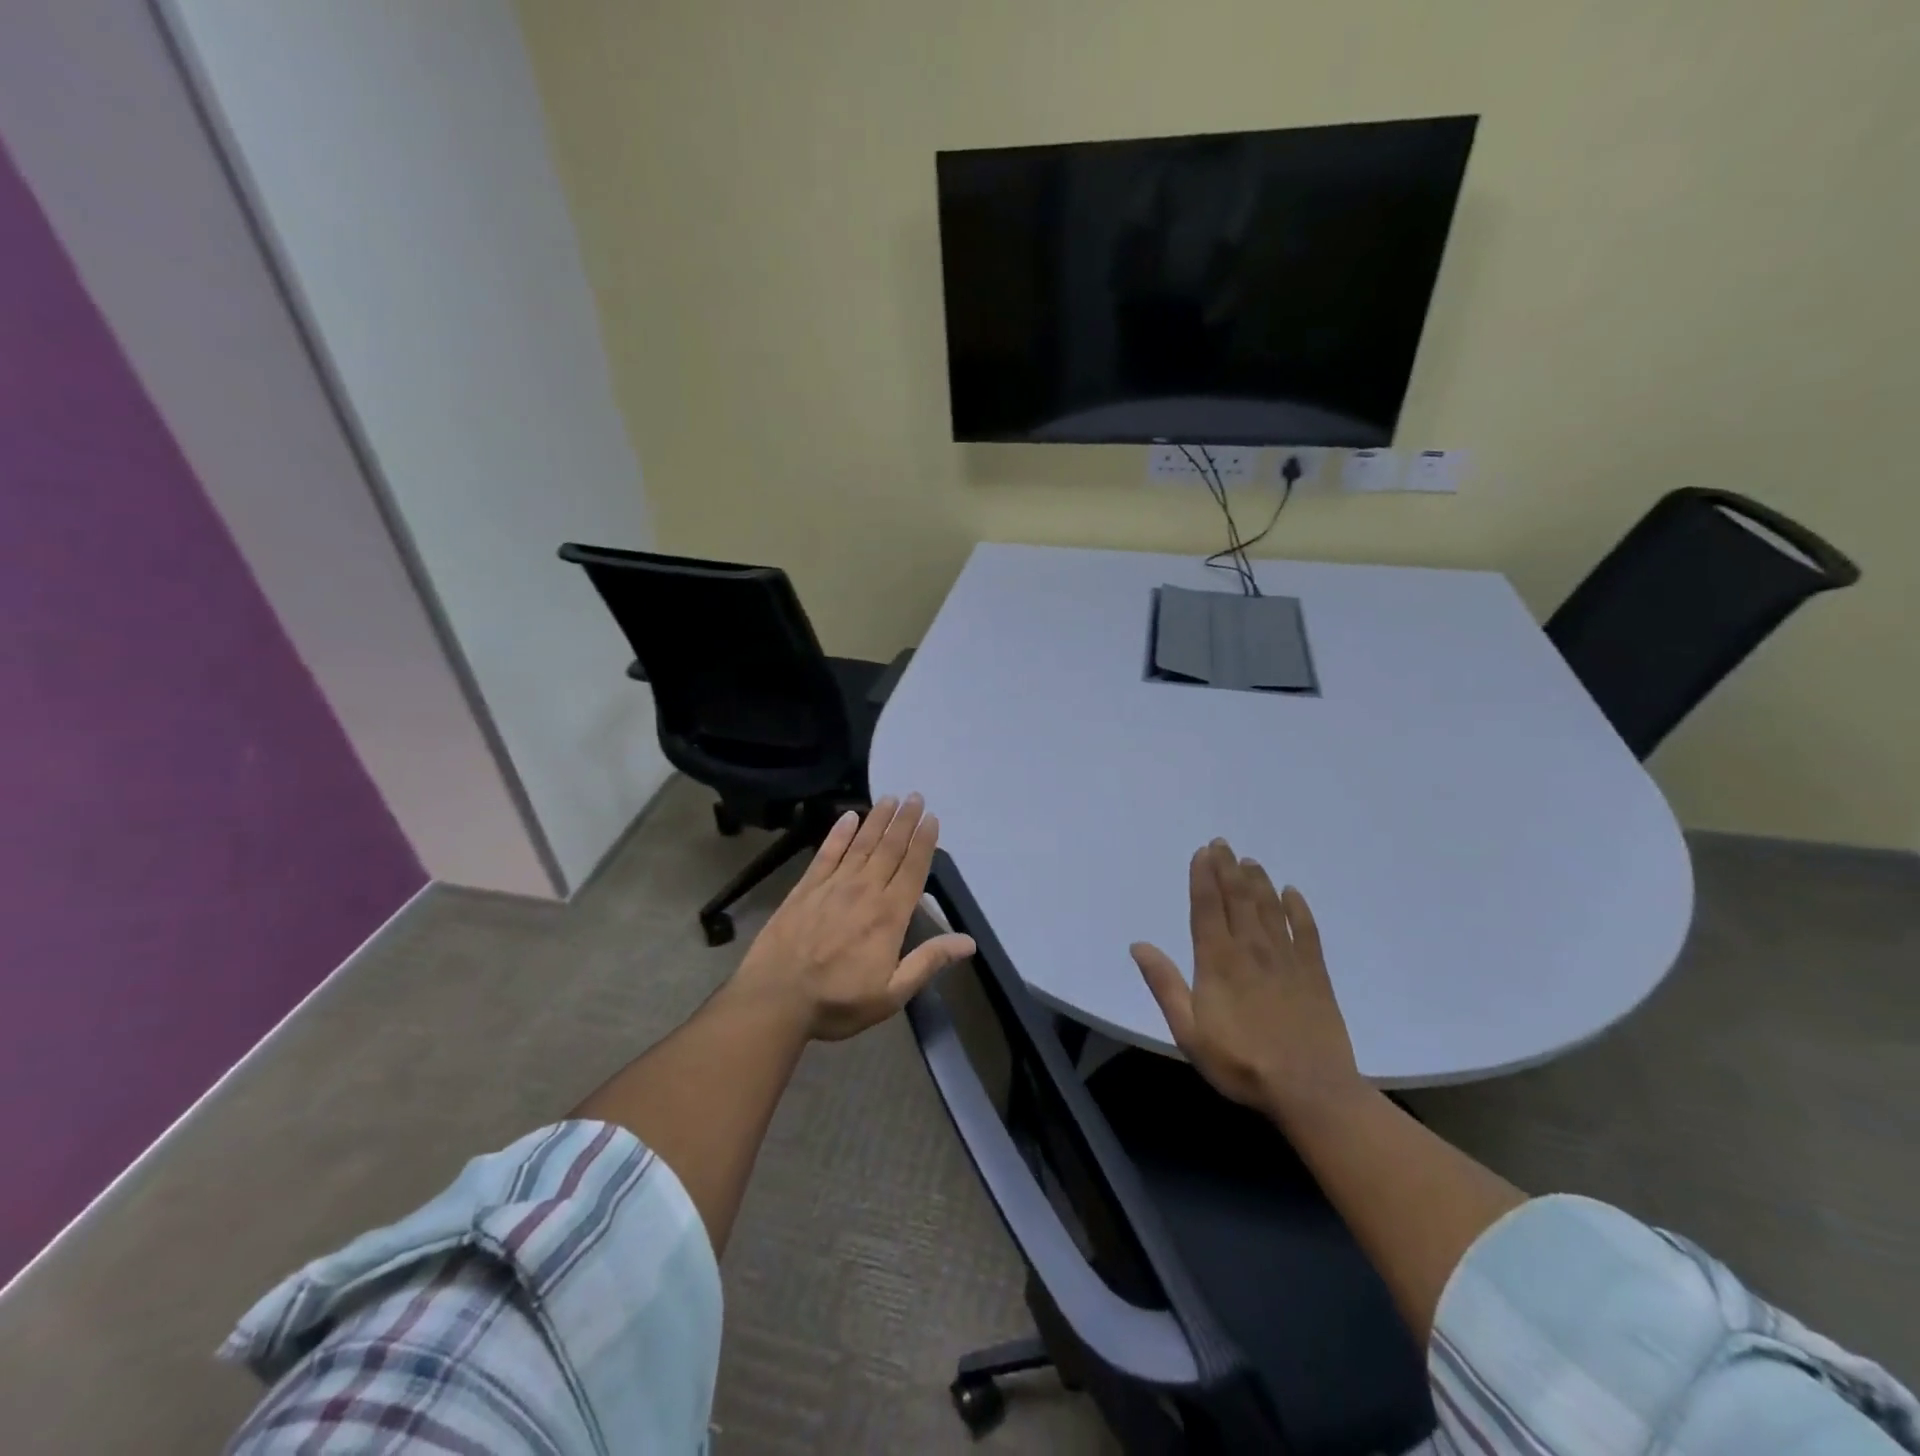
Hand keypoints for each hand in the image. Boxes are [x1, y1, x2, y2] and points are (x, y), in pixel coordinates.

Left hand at [734, 795, 975, 1040]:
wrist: (775, 999)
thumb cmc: (838, 1001)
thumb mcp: (891, 994)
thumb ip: (928, 962)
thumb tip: (968, 941)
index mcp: (889, 915)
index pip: (913, 869)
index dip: (924, 842)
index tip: (932, 818)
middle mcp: (864, 890)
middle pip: (889, 848)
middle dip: (905, 821)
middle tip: (915, 796)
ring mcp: (832, 885)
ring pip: (861, 843)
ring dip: (877, 819)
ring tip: (890, 798)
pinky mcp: (805, 887)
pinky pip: (826, 852)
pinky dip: (839, 833)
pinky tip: (848, 816)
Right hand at [1131, 841, 1365, 1122]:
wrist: (1310, 1090)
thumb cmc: (1240, 1063)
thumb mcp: (1188, 1031)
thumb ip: (1165, 984)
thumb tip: (1138, 945)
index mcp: (1218, 961)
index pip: (1208, 907)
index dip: (1203, 877)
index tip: (1202, 852)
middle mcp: (1251, 949)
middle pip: (1238, 898)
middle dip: (1227, 868)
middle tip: (1222, 843)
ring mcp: (1286, 958)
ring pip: (1269, 907)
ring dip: (1258, 880)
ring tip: (1249, 861)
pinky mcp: (1314, 972)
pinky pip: (1305, 930)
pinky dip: (1298, 908)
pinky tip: (1292, 892)